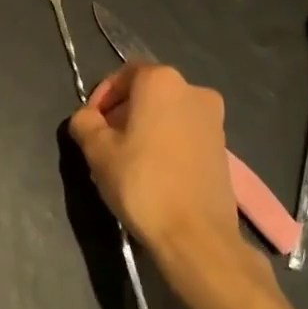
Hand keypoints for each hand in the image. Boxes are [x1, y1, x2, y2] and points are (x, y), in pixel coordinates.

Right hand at [68, 61, 275, 308]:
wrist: (195, 234)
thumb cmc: (141, 183)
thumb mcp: (97, 151)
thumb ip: (84, 123)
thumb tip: (86, 118)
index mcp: (162, 81)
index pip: (124, 74)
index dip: (102, 96)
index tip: (90, 123)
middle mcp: (193, 90)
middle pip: (148, 92)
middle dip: (123, 112)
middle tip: (104, 142)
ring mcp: (214, 119)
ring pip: (168, 113)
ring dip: (144, 127)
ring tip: (126, 160)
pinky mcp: (223, 146)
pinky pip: (185, 132)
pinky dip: (166, 142)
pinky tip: (152, 171)